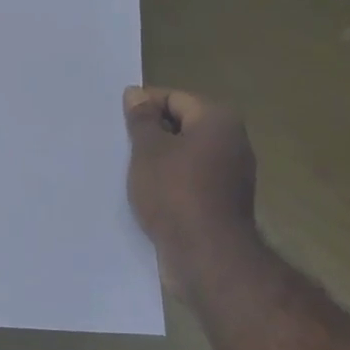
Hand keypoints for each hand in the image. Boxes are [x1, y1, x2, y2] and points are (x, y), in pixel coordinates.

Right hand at [124, 87, 257, 259]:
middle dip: (150, 134)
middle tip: (120, 146)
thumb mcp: (148, 150)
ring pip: (185, 155)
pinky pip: (190, 180)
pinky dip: (169, 182)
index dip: (143, 106)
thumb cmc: (175, 192)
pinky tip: (146, 194)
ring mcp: (231, 174)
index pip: (174, 98)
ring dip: (158, 160)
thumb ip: (142, 119)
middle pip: (182, 125)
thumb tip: (136, 94)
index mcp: (218, 120)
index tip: (118, 123)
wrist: (207, 255)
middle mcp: (232, 142)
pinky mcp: (223, 202)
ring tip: (128, 171)